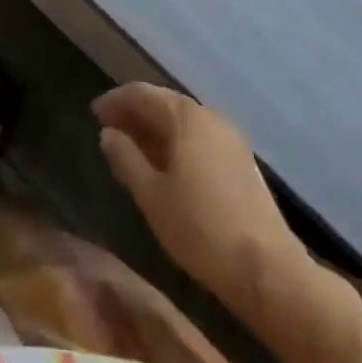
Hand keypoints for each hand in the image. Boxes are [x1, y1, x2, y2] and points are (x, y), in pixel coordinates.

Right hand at [94, 83, 312, 309]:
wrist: (268, 269)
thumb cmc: (200, 228)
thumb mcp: (151, 195)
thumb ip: (126, 158)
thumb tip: (109, 133)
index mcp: (185, 117)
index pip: (142, 94)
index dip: (115, 100)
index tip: (94, 113)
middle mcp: (209, 116)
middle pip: (164, 103)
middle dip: (135, 112)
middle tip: (109, 128)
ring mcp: (230, 138)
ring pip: (184, 121)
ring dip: (156, 127)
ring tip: (133, 146)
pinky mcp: (242, 160)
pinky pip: (200, 137)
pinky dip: (177, 141)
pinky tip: (166, 163)